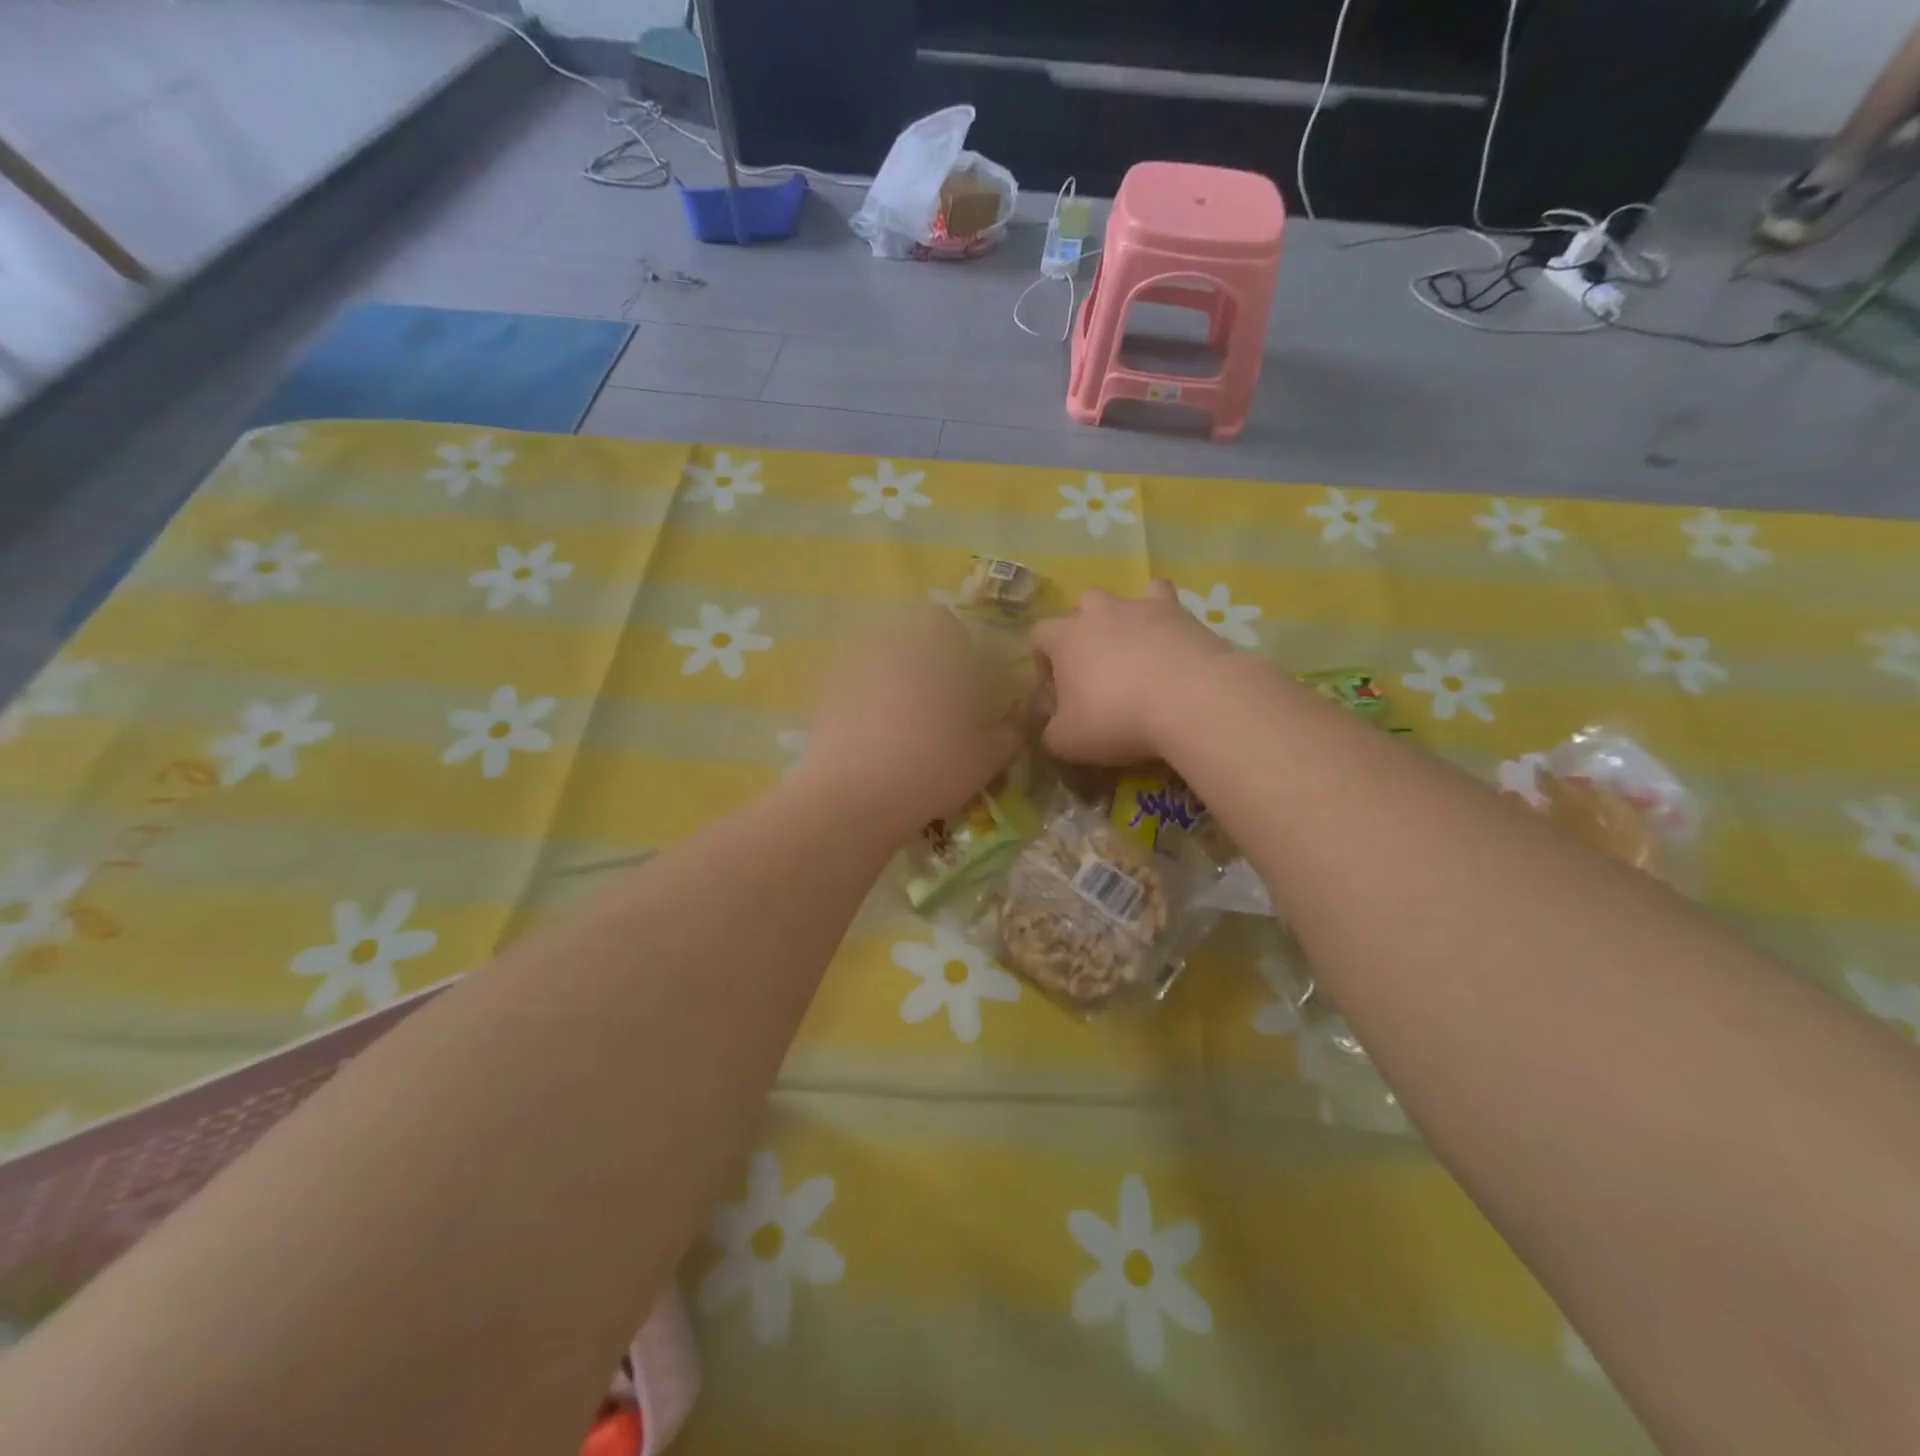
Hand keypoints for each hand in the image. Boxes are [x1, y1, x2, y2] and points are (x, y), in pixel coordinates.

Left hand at [798, 610, 1023, 835]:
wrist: (853, 799)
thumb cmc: (930, 767)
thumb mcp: (984, 759)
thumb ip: (1006, 737)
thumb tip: (1014, 728)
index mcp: (929, 650)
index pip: (940, 620)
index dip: (956, 643)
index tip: (968, 677)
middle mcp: (887, 649)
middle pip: (907, 641)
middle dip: (925, 665)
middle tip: (941, 704)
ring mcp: (850, 673)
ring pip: (880, 665)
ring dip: (895, 685)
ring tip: (908, 726)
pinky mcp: (825, 701)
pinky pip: (856, 693)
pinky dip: (868, 708)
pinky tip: (878, 742)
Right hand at [1031, 580, 1231, 764]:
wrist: (1190, 700)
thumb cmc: (1115, 718)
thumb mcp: (1067, 742)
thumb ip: (1051, 733)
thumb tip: (1053, 729)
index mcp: (1065, 637)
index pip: (1039, 635)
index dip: (1044, 662)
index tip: (1057, 692)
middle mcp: (1100, 612)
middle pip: (1082, 606)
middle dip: (1085, 632)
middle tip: (1097, 669)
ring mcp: (1143, 608)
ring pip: (1127, 599)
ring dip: (1126, 620)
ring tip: (1137, 653)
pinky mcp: (1183, 615)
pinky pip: (1169, 604)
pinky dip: (1167, 619)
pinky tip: (1171, 642)